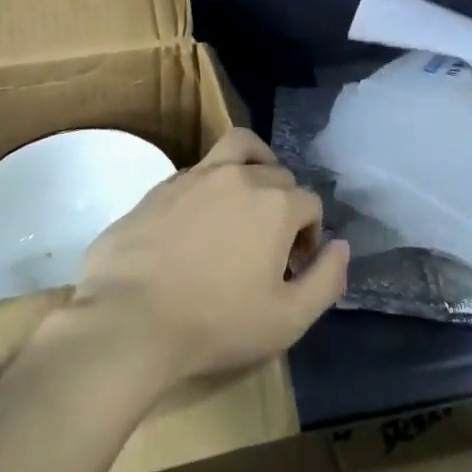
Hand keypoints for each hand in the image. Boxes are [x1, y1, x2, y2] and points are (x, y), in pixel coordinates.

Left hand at [68, 128, 350, 389]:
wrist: (130, 318)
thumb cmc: (216, 322)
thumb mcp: (288, 319)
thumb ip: (326, 280)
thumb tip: (342, 247)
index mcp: (275, 203)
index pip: (311, 203)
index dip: (311, 234)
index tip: (294, 267)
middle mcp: (239, 176)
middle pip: (278, 174)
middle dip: (285, 203)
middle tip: (271, 244)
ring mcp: (196, 175)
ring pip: (238, 148)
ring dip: (253, 164)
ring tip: (247, 197)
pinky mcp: (161, 185)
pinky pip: (199, 169)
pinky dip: (212, 183)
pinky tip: (199, 220)